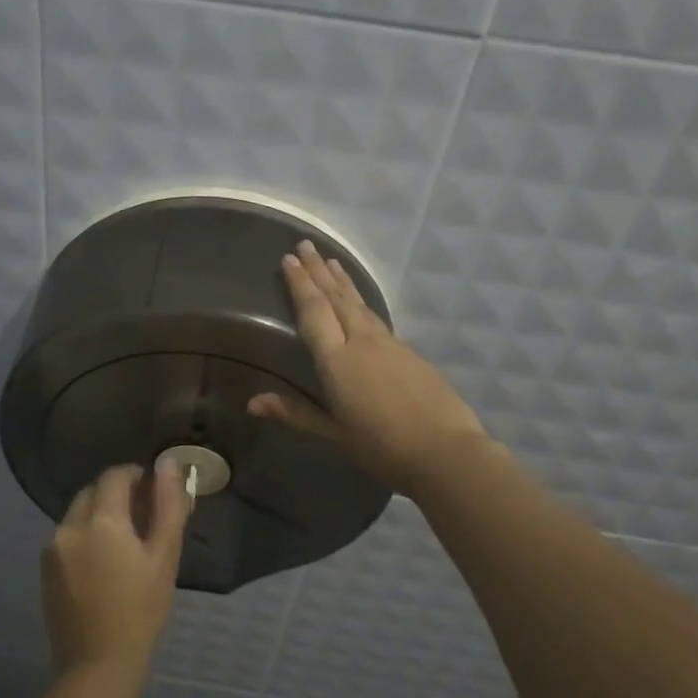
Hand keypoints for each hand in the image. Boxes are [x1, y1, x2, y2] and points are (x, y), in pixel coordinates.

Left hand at [41, 462, 188, 682]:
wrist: (97, 666)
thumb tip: (169, 464)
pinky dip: (84, 537)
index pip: (115, 476)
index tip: (153, 491)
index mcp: (101, 520)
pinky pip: (67, 537)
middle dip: (116, 496)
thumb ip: (168, 505)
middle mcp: (70, 525)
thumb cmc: (141, 611)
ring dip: (99, 516)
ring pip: (78, 514)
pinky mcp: (45, 569)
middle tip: (143, 519)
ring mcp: (52, 548)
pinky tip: (102, 565)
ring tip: (124, 544)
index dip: (136, 476)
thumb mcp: (163, 557)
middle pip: (93, 492)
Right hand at [248, 240, 488, 495]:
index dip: (300, 285)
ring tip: (330, 260)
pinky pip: (375, 316)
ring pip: (359, 303)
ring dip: (341, 280)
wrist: (446, 452)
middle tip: (304, 245)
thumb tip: (252, 403)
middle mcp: (362, 342)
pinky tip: (358, 301)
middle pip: (336, 299)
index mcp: (338, 361)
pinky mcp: (409, 352)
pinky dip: (360, 300)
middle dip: (318, 271)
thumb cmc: (382, 448)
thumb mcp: (334, 434)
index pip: (314, 313)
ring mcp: (390, 344)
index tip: (288, 260)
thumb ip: (294, 413)